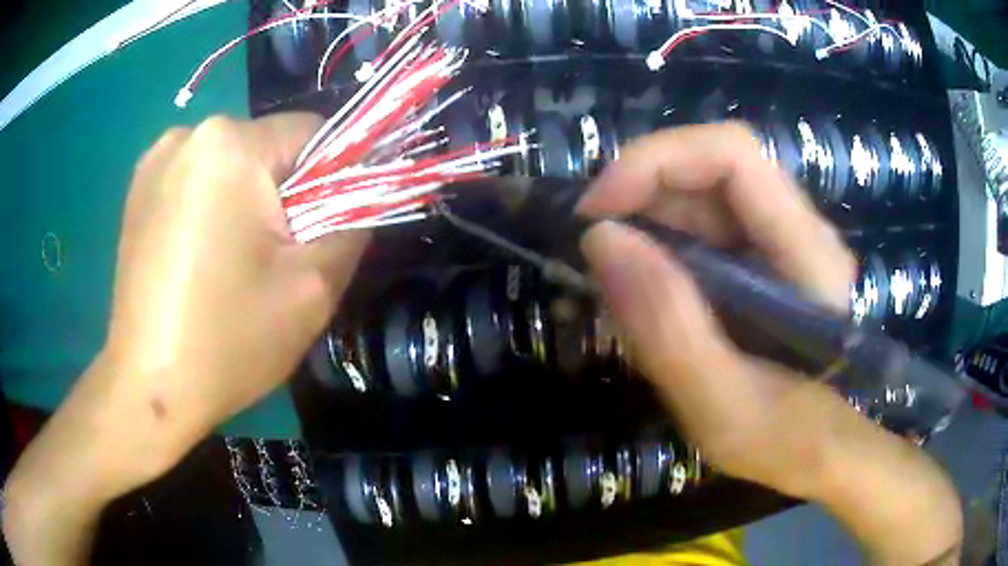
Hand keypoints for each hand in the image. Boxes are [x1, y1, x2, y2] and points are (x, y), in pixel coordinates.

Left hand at [4, 114, 367, 564]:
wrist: (149, 388)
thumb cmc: (227, 340)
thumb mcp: (313, 288)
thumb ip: (354, 223)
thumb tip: (360, 196)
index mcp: (231, 145)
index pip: (314, 133)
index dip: (332, 179)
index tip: (320, 231)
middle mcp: (189, 133)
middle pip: (268, 148)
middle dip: (284, 194)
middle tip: (275, 258)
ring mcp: (155, 159)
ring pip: (231, 164)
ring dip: (245, 201)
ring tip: (232, 262)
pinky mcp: (137, 188)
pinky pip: (196, 180)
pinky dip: (210, 207)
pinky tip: (199, 257)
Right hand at [578, 123, 960, 564]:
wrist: (813, 450)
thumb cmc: (781, 440)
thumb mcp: (719, 407)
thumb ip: (667, 327)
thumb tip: (600, 238)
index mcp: (809, 254)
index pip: (734, 155)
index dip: (657, 161)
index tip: (595, 212)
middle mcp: (800, 229)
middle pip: (712, 167)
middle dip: (641, 192)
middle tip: (591, 246)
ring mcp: (782, 239)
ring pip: (702, 193)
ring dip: (646, 219)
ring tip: (610, 274)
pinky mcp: (763, 257)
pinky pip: (702, 224)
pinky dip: (659, 243)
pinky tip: (641, 285)